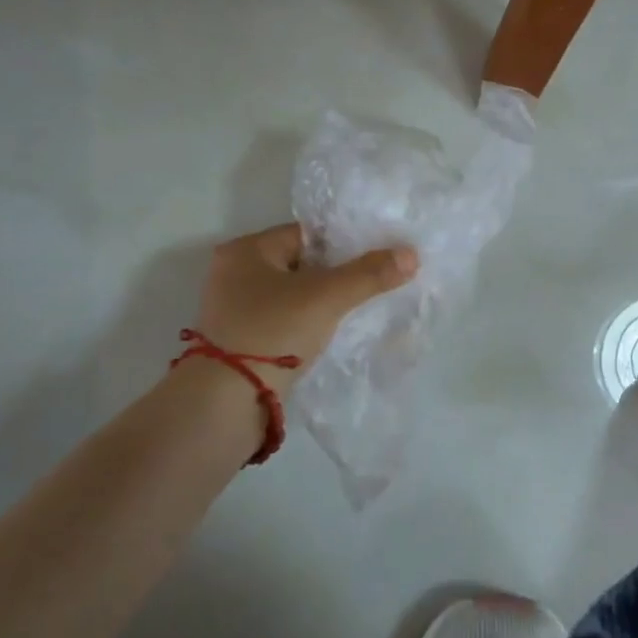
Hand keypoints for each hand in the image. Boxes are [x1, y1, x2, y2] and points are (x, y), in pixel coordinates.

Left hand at [192, 223, 418, 393]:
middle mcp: (233, 274)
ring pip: (294, 296)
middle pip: (301, 264)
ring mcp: (234, 311)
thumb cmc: (273, 331)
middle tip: (372, 284)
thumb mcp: (327, 296)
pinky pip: (284, 322)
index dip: (344, 244)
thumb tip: (411, 254)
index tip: (376, 257)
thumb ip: (370, 273)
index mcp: (246, 251)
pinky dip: (307, 326)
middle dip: (336, 275)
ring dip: (322, 303)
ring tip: (358, 310)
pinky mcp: (240, 342)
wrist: (226, 403)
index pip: (306, 234)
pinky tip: (333, 335)